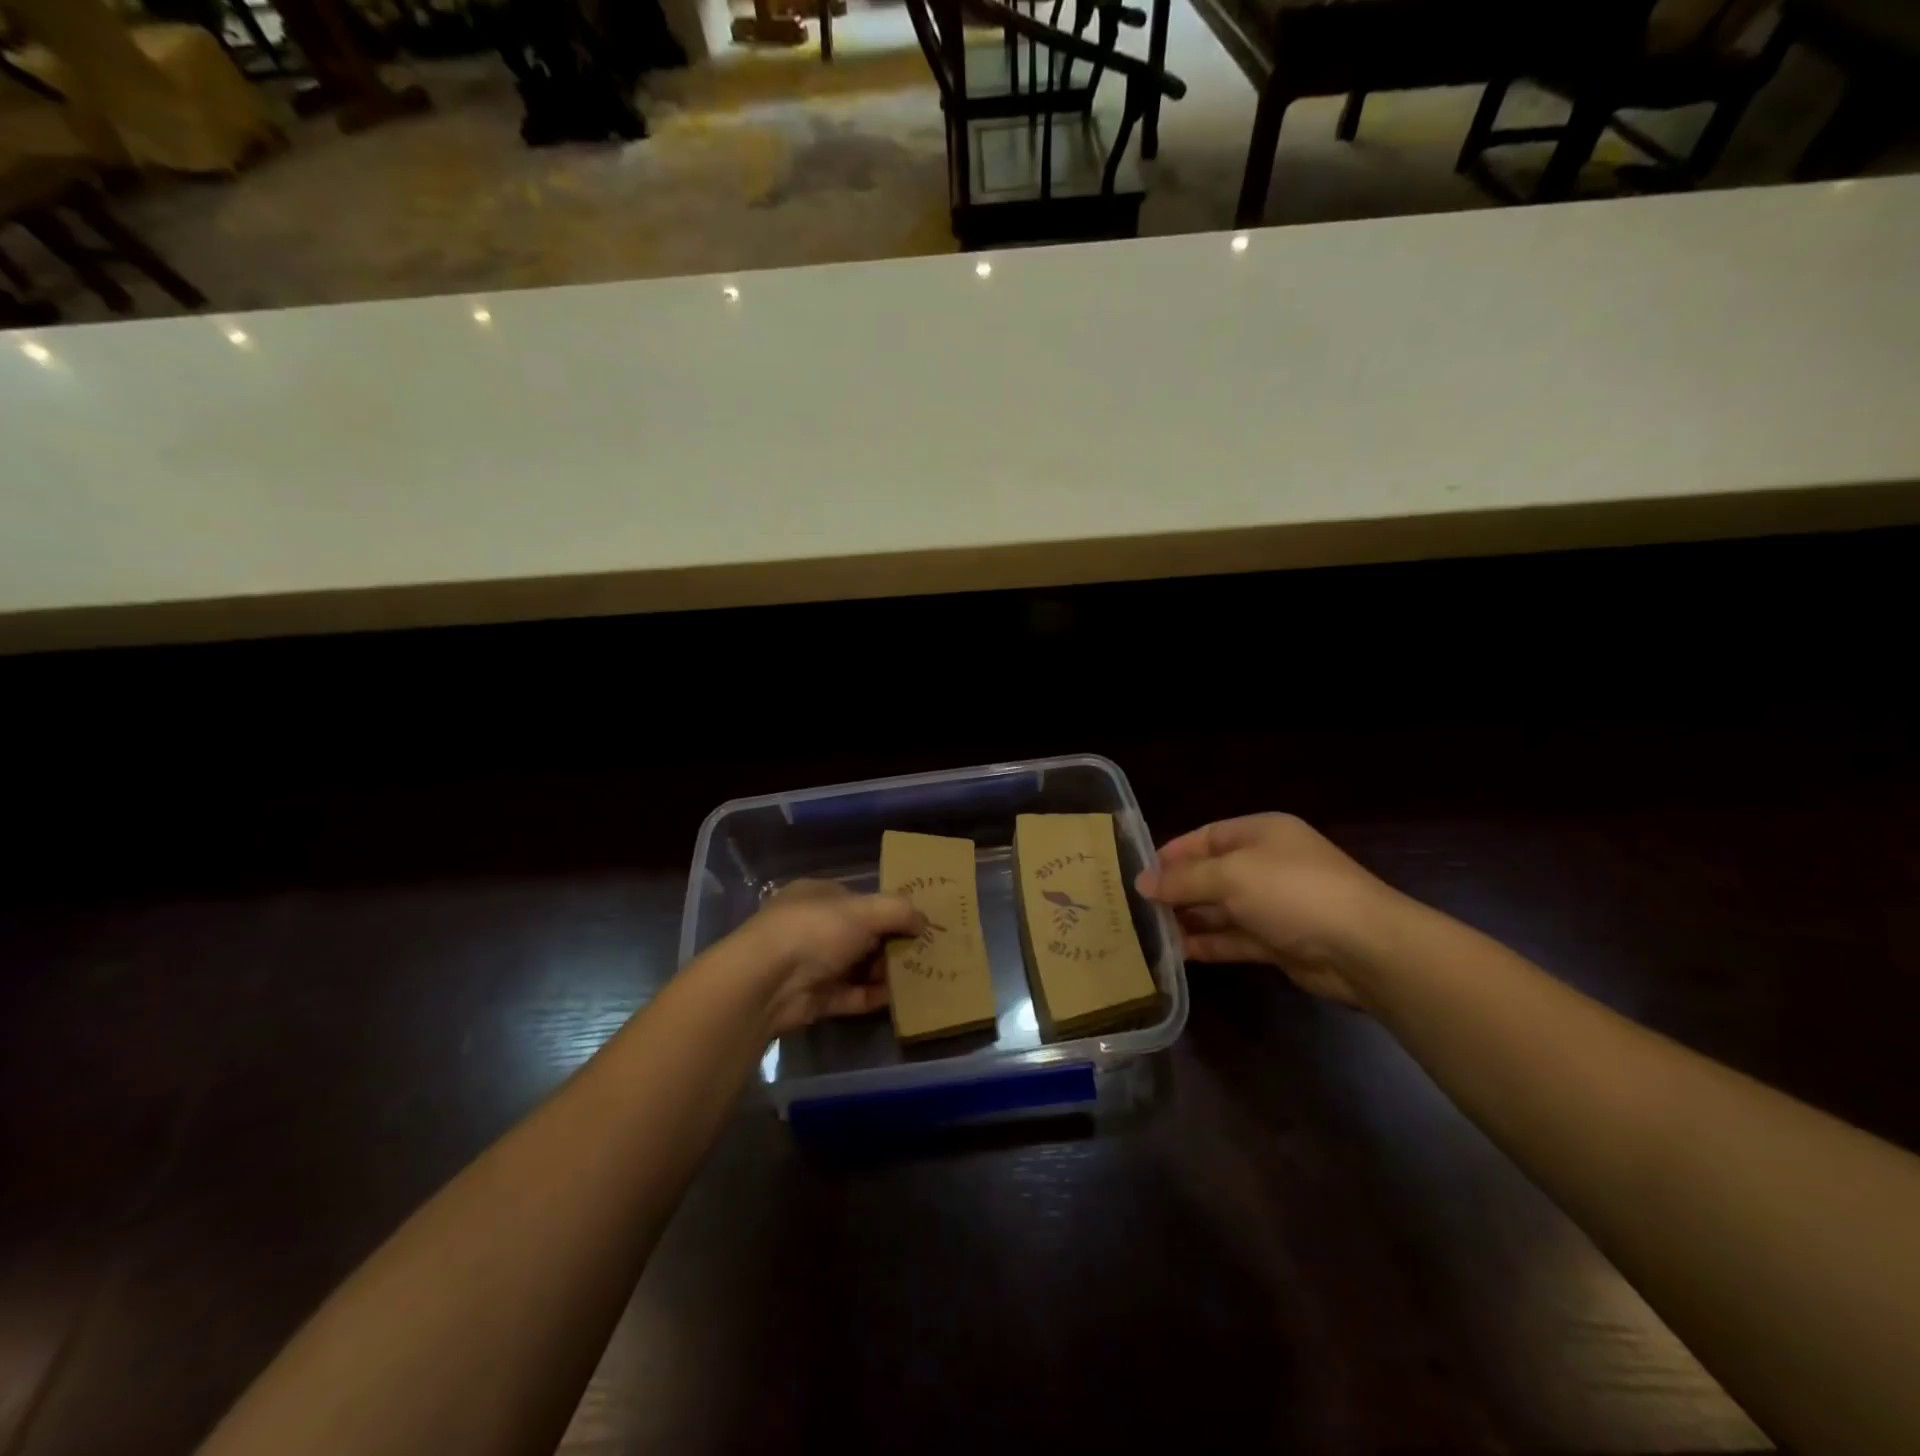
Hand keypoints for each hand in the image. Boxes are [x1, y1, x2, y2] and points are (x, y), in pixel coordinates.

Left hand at [736, 880, 922, 1035]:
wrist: (766, 983)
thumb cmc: (815, 930)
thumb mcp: (864, 911)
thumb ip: (898, 911)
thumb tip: (923, 920)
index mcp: (818, 896)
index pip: (859, 900)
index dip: (889, 910)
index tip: (917, 924)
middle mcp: (814, 927)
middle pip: (862, 935)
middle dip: (891, 943)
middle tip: (924, 953)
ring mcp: (812, 964)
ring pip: (858, 967)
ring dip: (885, 972)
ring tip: (920, 976)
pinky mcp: (815, 999)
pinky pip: (852, 996)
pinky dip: (874, 997)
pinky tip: (900, 999)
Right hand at [1135, 814, 1396, 1008]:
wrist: (1363, 948)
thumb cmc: (1293, 892)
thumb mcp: (1230, 875)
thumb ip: (1183, 879)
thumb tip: (1141, 882)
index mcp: (1260, 834)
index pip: (1205, 838)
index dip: (1171, 854)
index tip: (1137, 874)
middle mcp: (1266, 865)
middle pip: (1210, 874)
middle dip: (1176, 890)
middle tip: (1136, 908)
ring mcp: (1274, 905)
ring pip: (1220, 909)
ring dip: (1189, 919)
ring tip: (1149, 932)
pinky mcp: (1279, 942)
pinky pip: (1235, 938)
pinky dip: (1209, 944)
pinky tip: (1178, 953)